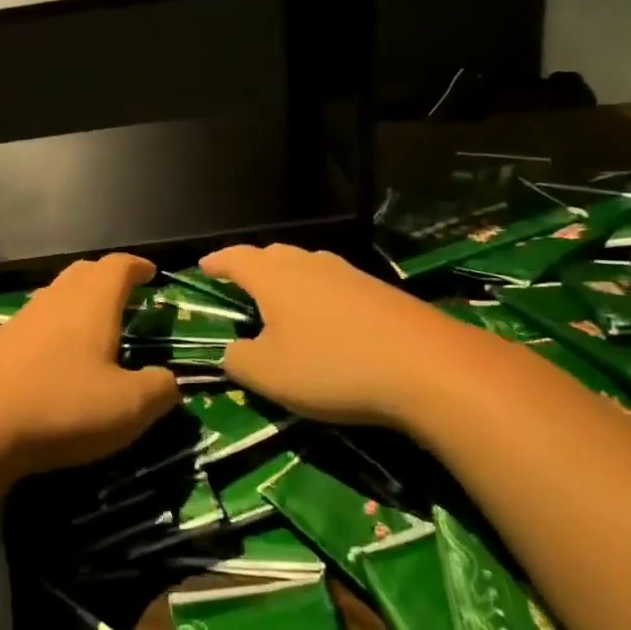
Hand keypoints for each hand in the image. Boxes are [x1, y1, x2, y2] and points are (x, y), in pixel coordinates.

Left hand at [0, 254, 178, 475]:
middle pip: (83, 272)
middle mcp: (56, 299)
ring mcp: (22, 318)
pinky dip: (54, 326)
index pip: (118, 266)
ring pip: (56, 294)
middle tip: (125, 294)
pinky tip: (55, 355)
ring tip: (93, 324)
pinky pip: (35, 320)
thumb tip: (170, 380)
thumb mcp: (128, 408)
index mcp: (93, 303)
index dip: (137, 266)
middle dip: (107, 277)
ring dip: (78, 301)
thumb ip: (159, 390)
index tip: (151, 272)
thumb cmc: (62, 406)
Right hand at [201, 243, 481, 428]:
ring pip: (308, 266)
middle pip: (273, 255)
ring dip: (289, 278)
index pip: (236, 258)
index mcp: (274, 277)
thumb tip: (233, 351)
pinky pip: (336, 284)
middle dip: (253, 265)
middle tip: (241, 281)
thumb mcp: (269, 374)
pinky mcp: (380, 292)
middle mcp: (310, 265)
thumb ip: (238, 360)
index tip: (203, 266)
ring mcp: (349, 275)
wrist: (427, 367)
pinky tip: (328, 318)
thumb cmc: (332, 366)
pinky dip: (320, 295)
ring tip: (282, 298)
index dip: (217, 262)